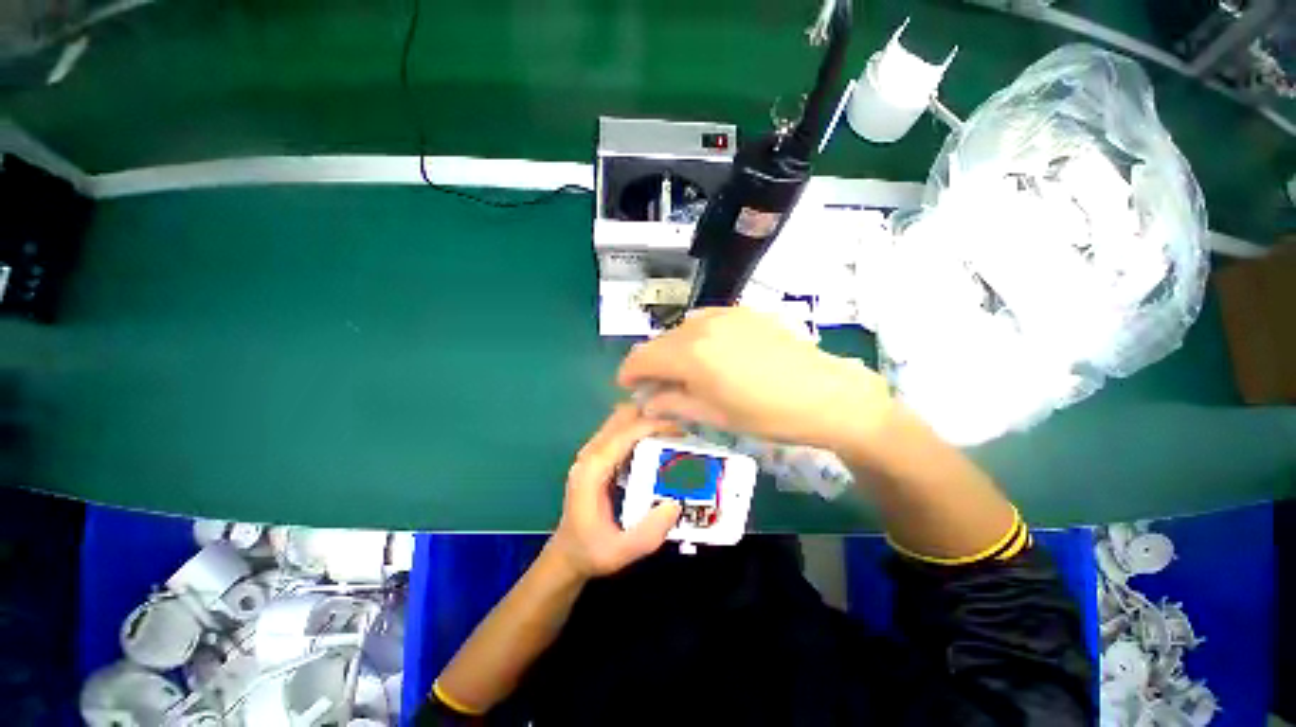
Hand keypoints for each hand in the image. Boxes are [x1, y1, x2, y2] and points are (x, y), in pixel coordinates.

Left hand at [549, 406, 682, 578]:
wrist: (567, 554)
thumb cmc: (592, 551)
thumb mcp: (620, 552)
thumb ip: (647, 534)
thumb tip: (675, 504)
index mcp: (593, 469)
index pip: (625, 432)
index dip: (654, 425)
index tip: (682, 430)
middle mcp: (590, 454)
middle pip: (621, 417)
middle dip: (651, 415)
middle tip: (679, 427)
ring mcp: (592, 452)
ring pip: (620, 420)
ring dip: (646, 419)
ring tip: (673, 431)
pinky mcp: (597, 455)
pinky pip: (620, 430)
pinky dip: (640, 428)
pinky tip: (658, 441)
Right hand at [617, 308, 892, 452]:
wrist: (824, 393)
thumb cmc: (765, 413)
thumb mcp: (712, 414)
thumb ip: (672, 402)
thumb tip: (646, 401)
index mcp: (689, 354)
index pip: (642, 357)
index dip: (629, 372)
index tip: (628, 386)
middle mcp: (701, 326)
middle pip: (660, 341)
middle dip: (651, 363)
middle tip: (657, 385)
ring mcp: (724, 314)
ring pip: (682, 329)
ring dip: (674, 349)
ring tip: (686, 371)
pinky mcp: (744, 311)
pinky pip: (706, 321)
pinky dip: (697, 338)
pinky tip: (712, 355)